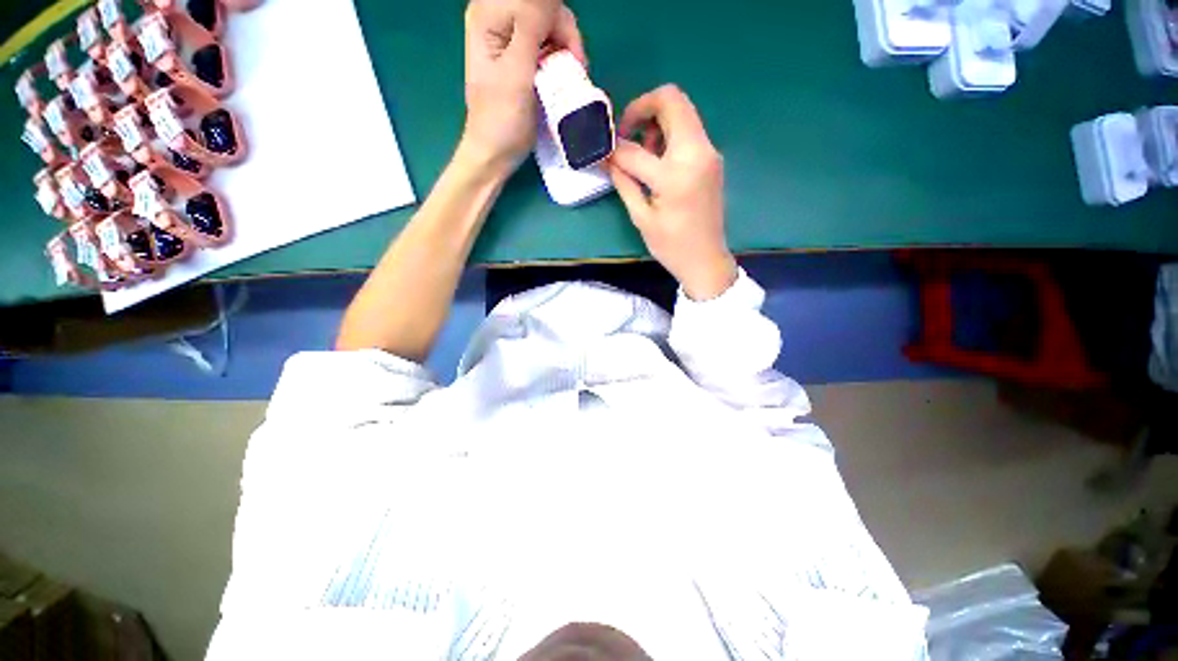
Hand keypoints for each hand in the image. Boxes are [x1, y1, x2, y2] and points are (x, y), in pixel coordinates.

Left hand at [462, 0, 584, 177]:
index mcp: (488, 15)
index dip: (559, 22)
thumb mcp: (517, 72)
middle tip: (574, 70)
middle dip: (565, 35)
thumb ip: (531, 25)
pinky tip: (561, 77)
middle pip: (544, 6)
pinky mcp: (520, 53)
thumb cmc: (503, 120)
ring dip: (566, 48)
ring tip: (568, 78)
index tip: (571, 58)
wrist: (495, 152)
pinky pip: (549, 40)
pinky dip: (561, 56)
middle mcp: (496, 17)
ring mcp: (508, 35)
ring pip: (551, 22)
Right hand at [608, 85, 737, 300]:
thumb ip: (624, 182)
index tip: (604, 153)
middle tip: (625, 134)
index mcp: (675, 175)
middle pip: (671, 100)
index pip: (636, 149)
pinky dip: (669, 134)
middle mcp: (697, 153)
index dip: (614, 149)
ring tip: (642, 153)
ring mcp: (709, 153)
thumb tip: (608, 158)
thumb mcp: (641, 218)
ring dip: (656, 121)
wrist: (706, 260)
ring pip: (682, 111)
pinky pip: (689, 130)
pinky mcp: (712, 158)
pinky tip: (658, 161)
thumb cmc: (671, 246)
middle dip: (641, 109)